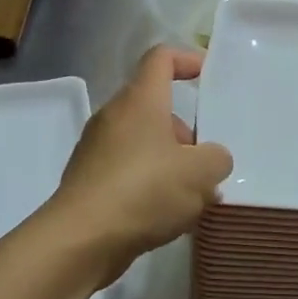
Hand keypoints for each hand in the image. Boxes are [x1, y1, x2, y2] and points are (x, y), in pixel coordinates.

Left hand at [47, 46, 233, 285]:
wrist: (81, 240)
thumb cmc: (144, 191)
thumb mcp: (200, 173)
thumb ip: (216, 159)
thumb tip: (212, 160)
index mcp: (140, 100)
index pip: (160, 58)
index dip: (186, 60)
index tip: (207, 75)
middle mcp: (114, 117)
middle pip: (155, 108)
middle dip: (186, 132)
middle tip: (207, 162)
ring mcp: (96, 150)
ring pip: (143, 144)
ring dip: (170, 163)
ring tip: (194, 199)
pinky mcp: (88, 182)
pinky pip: (128, 172)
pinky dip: (150, 186)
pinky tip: (168, 218)